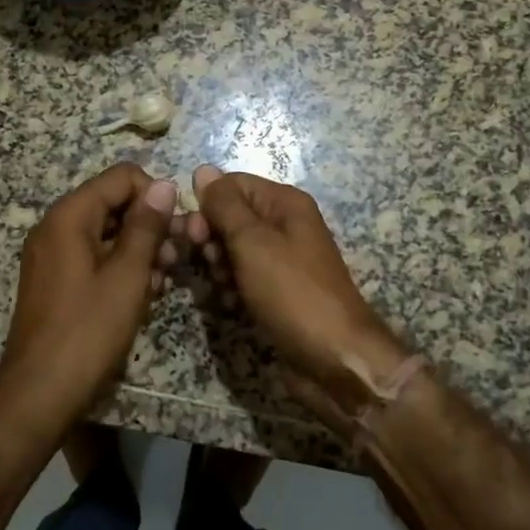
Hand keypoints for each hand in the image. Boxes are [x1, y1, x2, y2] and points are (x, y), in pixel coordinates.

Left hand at [0, 164, 177, 431]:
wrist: (39, 394)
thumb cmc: (88, 331)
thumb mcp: (127, 276)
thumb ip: (147, 226)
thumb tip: (165, 185)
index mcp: (69, 216)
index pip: (121, 177)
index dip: (154, 195)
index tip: (176, 229)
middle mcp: (56, 227)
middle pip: (114, 203)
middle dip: (149, 226)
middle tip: (174, 260)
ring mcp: (52, 255)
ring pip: (107, 232)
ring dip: (139, 250)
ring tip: (160, 284)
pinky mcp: (55, 280)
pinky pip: (94, 257)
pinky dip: (120, 268)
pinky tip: (141, 296)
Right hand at [187, 164, 408, 430]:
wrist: (335, 360)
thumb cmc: (293, 293)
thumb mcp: (253, 242)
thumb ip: (225, 205)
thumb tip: (203, 169)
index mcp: (285, 204)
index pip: (232, 185)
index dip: (207, 205)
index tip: (194, 235)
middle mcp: (284, 225)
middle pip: (230, 217)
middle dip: (211, 240)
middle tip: (210, 265)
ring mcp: (280, 261)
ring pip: (231, 251)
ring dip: (218, 268)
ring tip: (222, 289)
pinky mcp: (275, 292)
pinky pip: (242, 279)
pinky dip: (231, 289)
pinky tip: (230, 306)